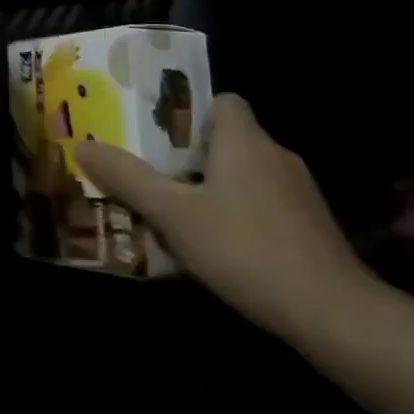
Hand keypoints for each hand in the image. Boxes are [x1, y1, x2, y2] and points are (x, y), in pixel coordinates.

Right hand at [75, 94, 374, 341]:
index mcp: (243, 139)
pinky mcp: (313, 227)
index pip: (223, 100)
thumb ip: (128, 178)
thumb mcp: (174, 214)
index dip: (191, 113)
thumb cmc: (245, 247)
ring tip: (183, 215)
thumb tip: (81, 145)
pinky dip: (244, 216)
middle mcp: (275, 154)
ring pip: (249, 175)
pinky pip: (268, 205)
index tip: (162, 138)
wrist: (332, 313)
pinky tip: (225, 249)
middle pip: (230, 139)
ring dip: (219, 188)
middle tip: (158, 177)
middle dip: (194, 156)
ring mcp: (300, 192)